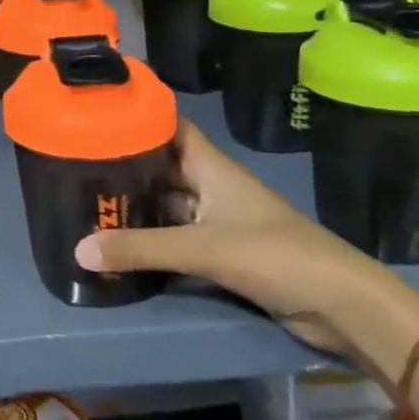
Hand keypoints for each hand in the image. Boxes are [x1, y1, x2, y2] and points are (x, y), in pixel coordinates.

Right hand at [74, 121, 418, 383]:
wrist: (342, 306)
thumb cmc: (274, 256)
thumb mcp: (200, 249)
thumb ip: (140, 249)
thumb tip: (78, 250)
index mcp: (211, 168)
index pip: (169, 127)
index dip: (137, 116)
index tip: (97, 113)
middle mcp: (212, 186)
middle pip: (162, 166)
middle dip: (125, 165)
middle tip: (76, 164)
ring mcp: (219, 220)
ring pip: (168, 203)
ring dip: (136, 204)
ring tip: (88, 200)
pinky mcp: (223, 251)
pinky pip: (177, 236)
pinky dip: (151, 237)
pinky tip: (121, 241)